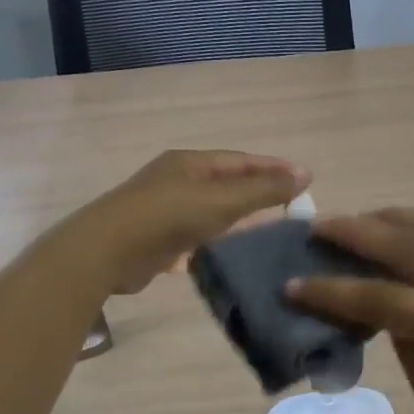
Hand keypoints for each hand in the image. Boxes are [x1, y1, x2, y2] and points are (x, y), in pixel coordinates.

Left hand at [78, 150, 308, 294]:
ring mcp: (167, 211)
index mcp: (190, 163)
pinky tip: (241, 253)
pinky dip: (222, 241)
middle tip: (295, 207)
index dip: (275, 168)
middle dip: (261, 193)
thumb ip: (265, 190)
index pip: (242, 160)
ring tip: (275, 231)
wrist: (107, 253)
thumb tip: (306, 174)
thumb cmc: (168, 216)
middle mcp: (178, 181)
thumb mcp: (223, 200)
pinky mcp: (160, 241)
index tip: (307, 179)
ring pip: (215, 212)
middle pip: (229, 184)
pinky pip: (201, 236)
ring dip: (243, 219)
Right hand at [289, 209, 413, 413]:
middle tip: (319, 226)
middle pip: (409, 246)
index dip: (334, 292)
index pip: (385, 299)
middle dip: (358, 233)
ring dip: (394, 218)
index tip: (294, 284)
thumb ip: (410, 347)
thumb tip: (390, 309)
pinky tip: (408, 229)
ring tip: (360, 219)